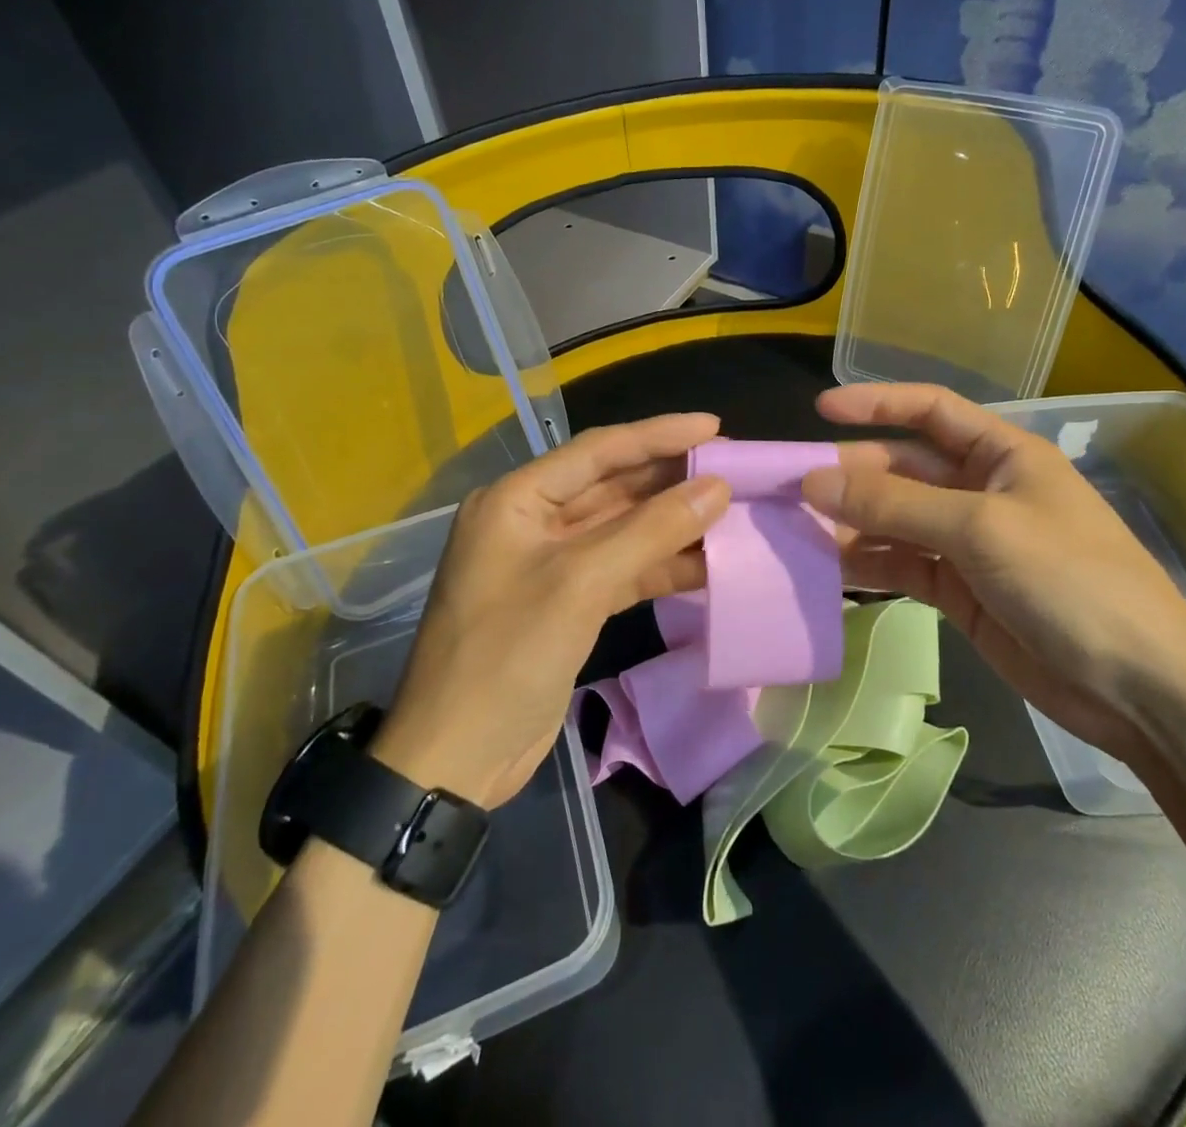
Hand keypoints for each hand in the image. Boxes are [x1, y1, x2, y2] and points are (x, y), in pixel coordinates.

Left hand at [372, 414, 732, 806]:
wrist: (455, 758)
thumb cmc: (507, 655)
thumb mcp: (581, 584)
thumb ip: (651, 531)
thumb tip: (716, 487)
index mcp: (517, 499)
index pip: (598, 451)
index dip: (658, 435)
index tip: (714, 427)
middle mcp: (532, 522)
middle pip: (612, 487)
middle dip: (670, 479)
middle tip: (730, 468)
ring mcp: (550, 564)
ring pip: (622, 529)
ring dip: (672, 524)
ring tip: (730, 513)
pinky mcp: (568, 603)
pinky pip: (623, 570)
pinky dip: (661, 566)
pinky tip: (706, 564)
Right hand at [800, 384, 1185, 759]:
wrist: (1138, 687)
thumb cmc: (1071, 581)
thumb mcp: (980, 530)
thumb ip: (894, 505)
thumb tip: (814, 483)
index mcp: (1002, 455)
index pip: (929, 411)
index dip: (876, 403)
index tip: (819, 409)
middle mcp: (980, 491)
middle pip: (903, 469)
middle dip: (851, 476)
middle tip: (791, 490)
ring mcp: (968, 544)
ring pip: (895, 522)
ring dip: (851, 525)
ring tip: (796, 532)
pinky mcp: (958, 591)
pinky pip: (901, 566)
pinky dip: (867, 566)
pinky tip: (828, 570)